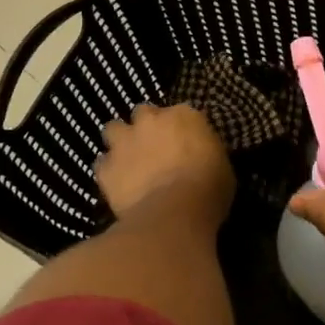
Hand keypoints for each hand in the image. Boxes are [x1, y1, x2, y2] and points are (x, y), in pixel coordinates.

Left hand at [95, 104, 233, 229]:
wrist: (174, 212)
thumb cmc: (208, 189)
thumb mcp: (221, 165)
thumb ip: (204, 151)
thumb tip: (199, 155)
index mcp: (184, 115)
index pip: (179, 112)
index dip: (178, 127)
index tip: (182, 142)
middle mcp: (151, 120)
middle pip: (143, 113)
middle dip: (146, 127)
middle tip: (153, 147)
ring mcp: (125, 141)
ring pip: (113, 129)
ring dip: (120, 142)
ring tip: (128, 160)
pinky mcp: (106, 167)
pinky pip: (102, 164)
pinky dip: (108, 171)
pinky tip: (117, 184)